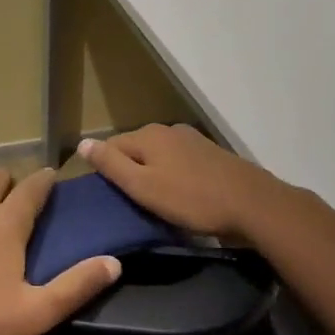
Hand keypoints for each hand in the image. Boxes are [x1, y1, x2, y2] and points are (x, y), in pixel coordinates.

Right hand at [77, 124, 283, 237]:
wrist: (252, 204)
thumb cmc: (191, 199)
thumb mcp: (143, 187)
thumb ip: (111, 165)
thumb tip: (82, 143)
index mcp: (148, 135)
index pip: (110, 146)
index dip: (103, 169)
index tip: (105, 196)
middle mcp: (168, 130)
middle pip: (135, 149)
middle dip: (128, 171)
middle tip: (128, 203)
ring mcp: (192, 140)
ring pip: (158, 156)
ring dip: (151, 174)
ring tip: (152, 202)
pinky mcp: (210, 154)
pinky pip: (178, 162)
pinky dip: (172, 176)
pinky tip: (179, 195)